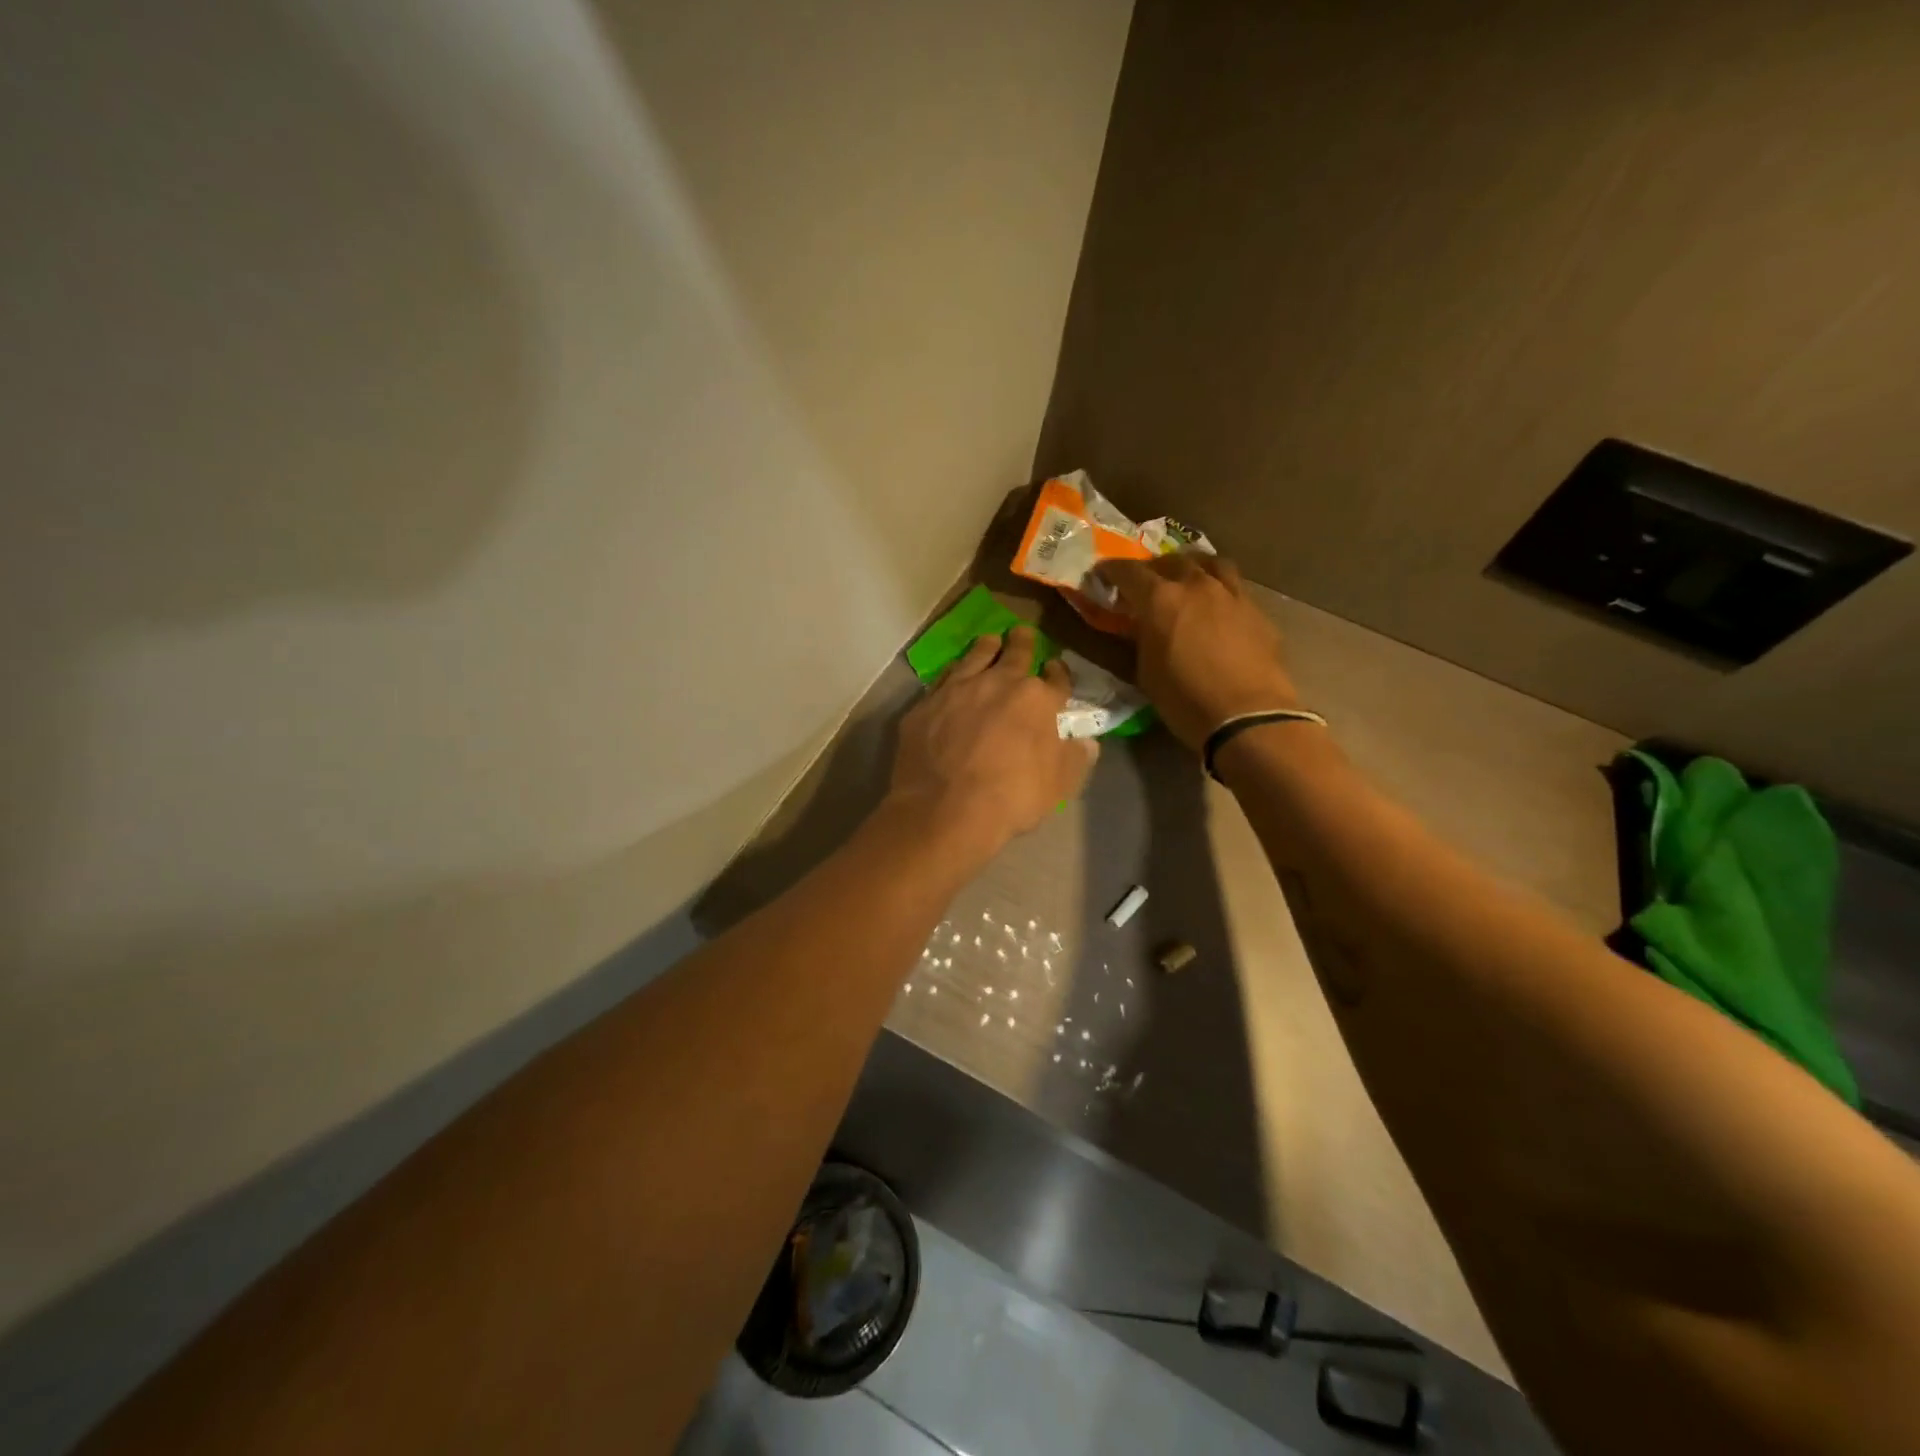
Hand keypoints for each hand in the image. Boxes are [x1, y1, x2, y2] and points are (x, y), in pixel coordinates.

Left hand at [888, 626, 1096, 863]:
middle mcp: (999, 683)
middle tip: (1021, 634)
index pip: (1056, 678)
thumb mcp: (1059, 786)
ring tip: (989, 642)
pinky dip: (952, 674)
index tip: (1055, 669)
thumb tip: (1087, 742)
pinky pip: (943, 680)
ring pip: (976, 656)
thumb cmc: (1012, 797)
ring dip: (986, 647)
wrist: (946, 809)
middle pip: (1015, 653)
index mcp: (1038, 700)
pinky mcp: (925, 705)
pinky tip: (952, 677)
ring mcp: (958, 689)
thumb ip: (1074, 758)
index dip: (1058, 674)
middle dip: (1022, 643)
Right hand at [1096, 556, 1301, 749]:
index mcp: (1160, 600)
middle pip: (1171, 561)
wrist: (1247, 716)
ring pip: (1210, 563)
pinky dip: (1219, 590)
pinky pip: (1234, 588)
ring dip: (1192, 567)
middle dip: (1153, 568)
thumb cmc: (1185, 700)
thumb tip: (1141, 628)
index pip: (1129, 572)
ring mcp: (1231, 594)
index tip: (1102, 574)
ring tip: (1186, 580)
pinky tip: (1217, 608)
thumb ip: (1141, 640)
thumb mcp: (1146, 672)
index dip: (1111, 571)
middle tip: (1145, 583)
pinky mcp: (1257, 611)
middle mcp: (1196, 586)